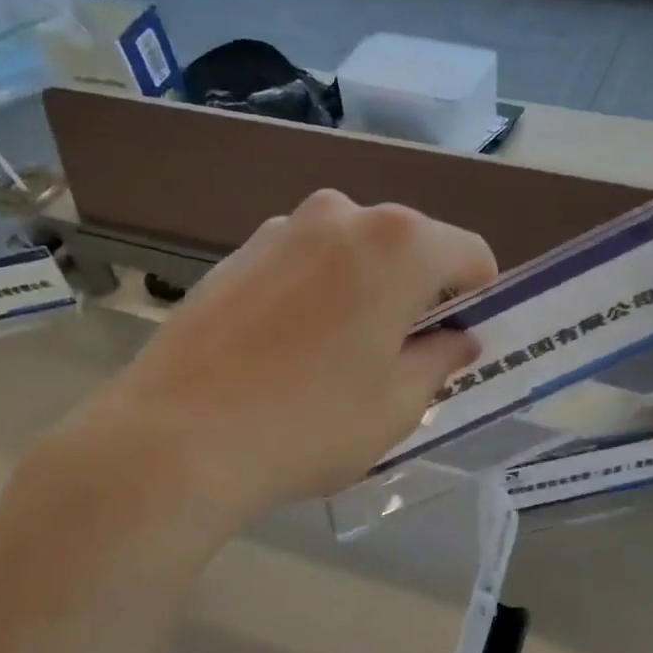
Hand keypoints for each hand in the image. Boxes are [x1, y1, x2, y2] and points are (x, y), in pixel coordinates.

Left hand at [65, 190, 495, 524]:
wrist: (175, 438)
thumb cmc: (310, 423)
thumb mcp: (398, 404)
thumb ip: (440, 359)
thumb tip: (458, 339)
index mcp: (399, 243)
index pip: (470, 255)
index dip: (477, 299)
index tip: (460, 343)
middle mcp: (342, 215)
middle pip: (409, 246)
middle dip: (419, 293)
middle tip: (402, 357)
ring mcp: (282, 229)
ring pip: (353, 254)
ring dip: (366, 291)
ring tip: (338, 357)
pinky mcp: (237, 253)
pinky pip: (303, 265)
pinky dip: (317, 293)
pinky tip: (288, 351)